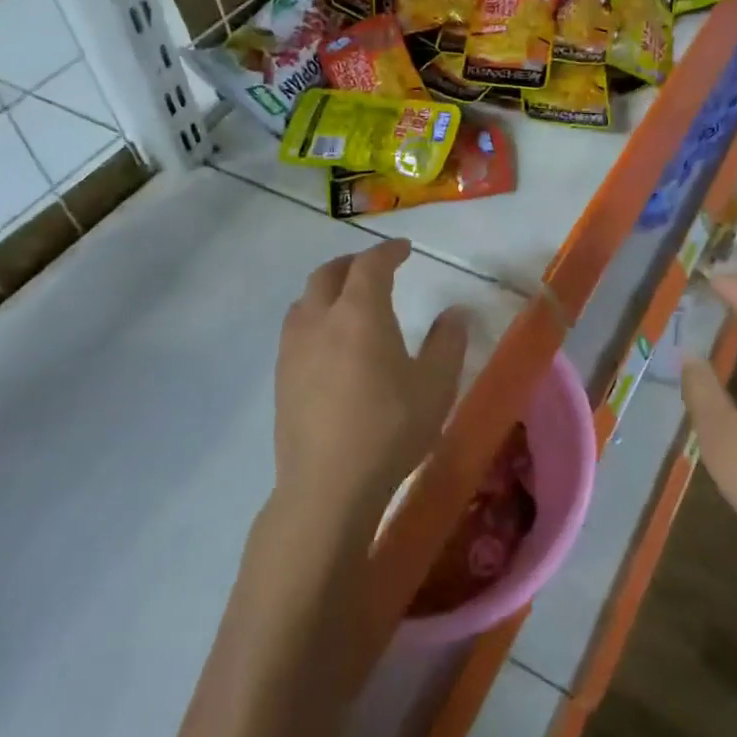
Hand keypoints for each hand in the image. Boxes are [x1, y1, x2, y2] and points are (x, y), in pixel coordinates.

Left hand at [273, 240, 468, 545]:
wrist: (328, 486)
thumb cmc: (390, 428)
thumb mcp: (436, 385)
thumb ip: (448, 342)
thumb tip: (455, 312)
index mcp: (359, 312)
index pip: (371, 264)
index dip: (388, 251)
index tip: (404, 250)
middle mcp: (320, 319)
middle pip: (328, 274)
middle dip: (352, 263)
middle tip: (374, 268)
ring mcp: (293, 349)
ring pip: (305, 300)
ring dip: (327, 290)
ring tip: (347, 302)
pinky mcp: (281, 377)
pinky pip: (295, 330)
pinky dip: (314, 318)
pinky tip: (328, 345)